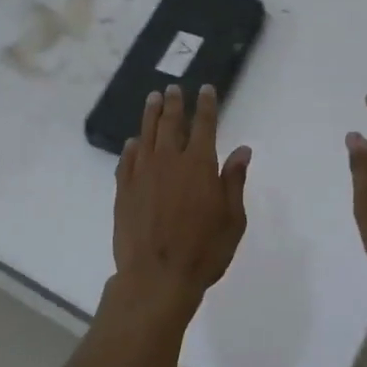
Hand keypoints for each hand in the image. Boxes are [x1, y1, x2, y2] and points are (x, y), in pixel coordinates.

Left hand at [111, 84, 250, 317]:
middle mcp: (169, 161)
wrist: (156, 278)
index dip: (206, 105)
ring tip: (152, 100)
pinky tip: (133, 142)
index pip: (204, 125)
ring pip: (146, 135)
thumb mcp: (232, 219)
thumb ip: (234, 181)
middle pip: (171, 123)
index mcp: (199, 165)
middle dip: (174, 103)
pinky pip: (127, 160)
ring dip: (151, 115)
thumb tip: (242, 150)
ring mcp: (143, 174)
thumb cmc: (203, 251)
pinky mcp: (124, 190)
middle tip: (172, 89)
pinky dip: (131, 147)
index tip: (206, 89)